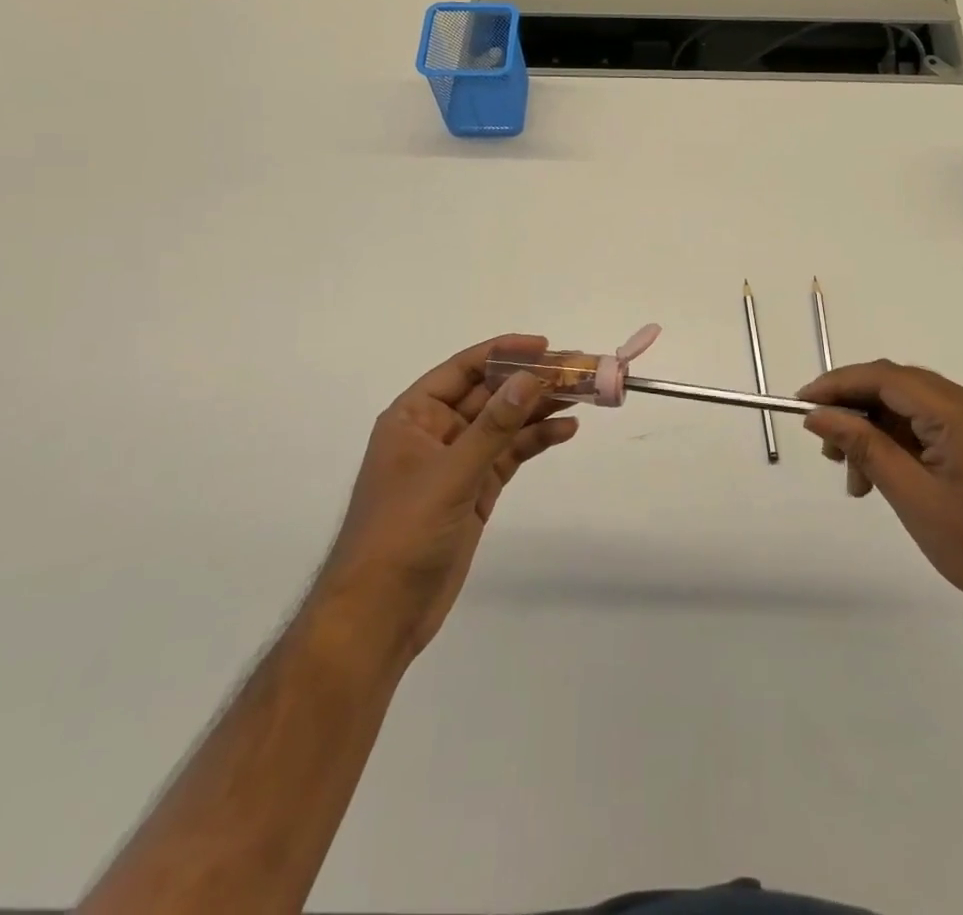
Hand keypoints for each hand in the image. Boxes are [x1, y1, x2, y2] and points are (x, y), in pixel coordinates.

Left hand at [316, 335, 577, 659]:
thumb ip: (493, 426)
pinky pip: (510, 454)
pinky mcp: (475, 491)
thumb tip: (530, 378)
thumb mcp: (450, 474)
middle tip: (576, 370)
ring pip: (505, 423)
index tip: (545, 346)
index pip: (464, 369)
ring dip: (540, 408)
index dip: (504, 352)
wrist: (379, 616)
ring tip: (583, 395)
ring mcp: (458, 462)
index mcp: (414, 416)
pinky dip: (536, 441)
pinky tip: (566, 430)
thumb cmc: (401, 534)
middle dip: (531, 381)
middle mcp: (436, 431)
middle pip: (490, 394)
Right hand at [798, 360, 962, 647]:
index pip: (887, 377)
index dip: (838, 384)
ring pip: (911, 409)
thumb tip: (818, 414)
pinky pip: (930, 429)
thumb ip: (864, 447)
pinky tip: (882, 480)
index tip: (801, 404)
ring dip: (875, 433)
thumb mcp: (913, 497)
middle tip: (825, 448)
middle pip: (898, 387)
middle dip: (855, 410)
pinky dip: (899, 446)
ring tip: (855, 479)